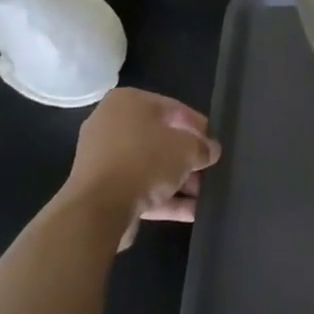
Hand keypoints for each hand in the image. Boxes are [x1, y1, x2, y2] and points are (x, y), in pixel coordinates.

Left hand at [62, 88, 221, 250]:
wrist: (98, 208)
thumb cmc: (145, 161)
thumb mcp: (187, 149)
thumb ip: (203, 148)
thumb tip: (211, 151)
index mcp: (128, 102)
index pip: (174, 108)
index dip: (198, 126)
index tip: (214, 143)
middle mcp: (111, 124)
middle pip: (160, 139)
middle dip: (188, 157)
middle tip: (210, 169)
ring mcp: (104, 158)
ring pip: (150, 166)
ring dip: (178, 181)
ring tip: (205, 195)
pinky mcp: (101, 188)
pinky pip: (139, 188)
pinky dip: (164, 198)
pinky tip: (191, 212)